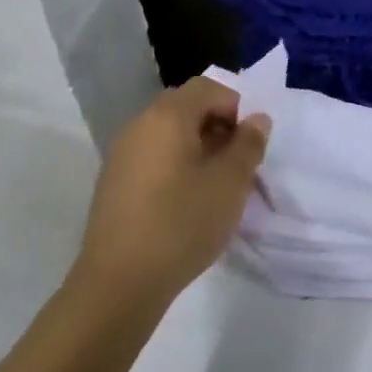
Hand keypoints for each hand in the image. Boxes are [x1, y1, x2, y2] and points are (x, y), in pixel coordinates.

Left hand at [71, 76, 270, 301]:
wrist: (119, 284)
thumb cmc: (183, 223)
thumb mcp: (231, 183)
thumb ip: (249, 144)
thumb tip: (257, 119)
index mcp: (167, 116)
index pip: (208, 88)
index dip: (237, 106)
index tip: (251, 142)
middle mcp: (139, 125)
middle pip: (186, 107)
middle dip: (218, 125)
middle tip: (238, 160)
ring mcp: (121, 155)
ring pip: (168, 133)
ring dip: (198, 146)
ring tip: (217, 183)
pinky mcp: (113, 183)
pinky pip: (153, 156)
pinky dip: (176, 164)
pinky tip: (187, 200)